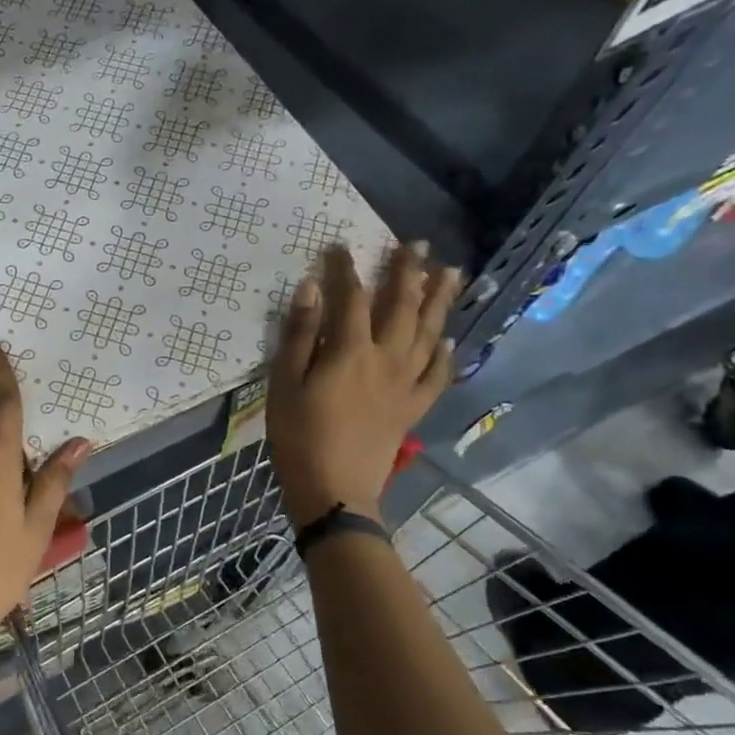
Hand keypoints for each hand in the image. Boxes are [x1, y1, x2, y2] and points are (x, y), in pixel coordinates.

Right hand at [268, 243, 461, 522]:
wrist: (334, 489)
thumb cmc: (298, 436)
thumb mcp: (284, 384)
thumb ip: (298, 335)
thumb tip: (309, 289)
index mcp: (350, 351)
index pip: (350, 297)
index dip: (345, 269)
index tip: (339, 246)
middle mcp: (386, 359)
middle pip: (402, 306)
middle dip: (408, 272)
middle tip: (417, 245)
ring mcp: (405, 384)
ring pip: (429, 332)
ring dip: (439, 300)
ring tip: (450, 273)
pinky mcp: (413, 407)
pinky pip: (437, 374)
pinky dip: (446, 353)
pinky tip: (449, 339)